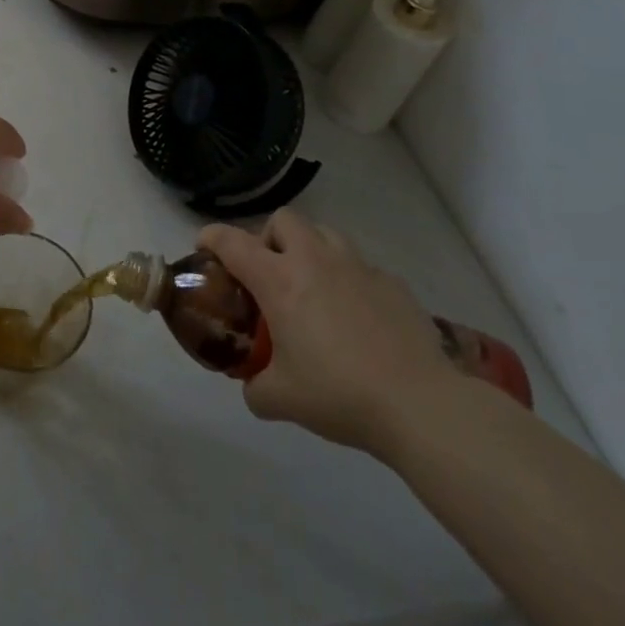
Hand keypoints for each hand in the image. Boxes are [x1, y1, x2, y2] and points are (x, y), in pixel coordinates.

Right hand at [198, 212, 455, 454]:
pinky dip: (349, 279)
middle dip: (269, 238)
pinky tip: (356, 317)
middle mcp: (314, 261)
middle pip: (283, 220)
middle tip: (270, 274)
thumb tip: (253, 385)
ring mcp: (358, 267)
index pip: (231, 241)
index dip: (211, 238)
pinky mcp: (392, 283)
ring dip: (309, 250)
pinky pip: (360, 266)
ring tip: (312, 287)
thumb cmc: (340, 394)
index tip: (203, 249)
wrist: (420, 405)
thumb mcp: (281, 400)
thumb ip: (256, 386)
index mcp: (278, 280)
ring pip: (324, 233)